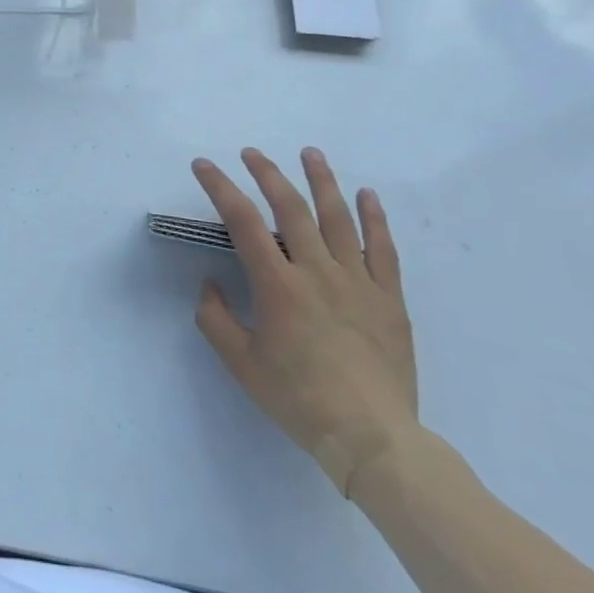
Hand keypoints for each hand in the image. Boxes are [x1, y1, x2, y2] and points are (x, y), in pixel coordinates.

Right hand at [193, 147, 417, 495]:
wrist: (372, 439)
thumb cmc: (299, 400)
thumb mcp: (241, 364)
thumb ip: (216, 318)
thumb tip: (211, 283)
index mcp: (278, 286)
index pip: (243, 221)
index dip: (220, 187)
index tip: (204, 165)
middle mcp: (317, 272)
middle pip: (290, 208)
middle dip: (267, 174)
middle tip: (251, 153)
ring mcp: (357, 282)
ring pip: (338, 218)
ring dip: (322, 181)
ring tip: (310, 153)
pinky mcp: (389, 299)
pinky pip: (383, 249)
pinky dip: (375, 219)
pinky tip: (367, 195)